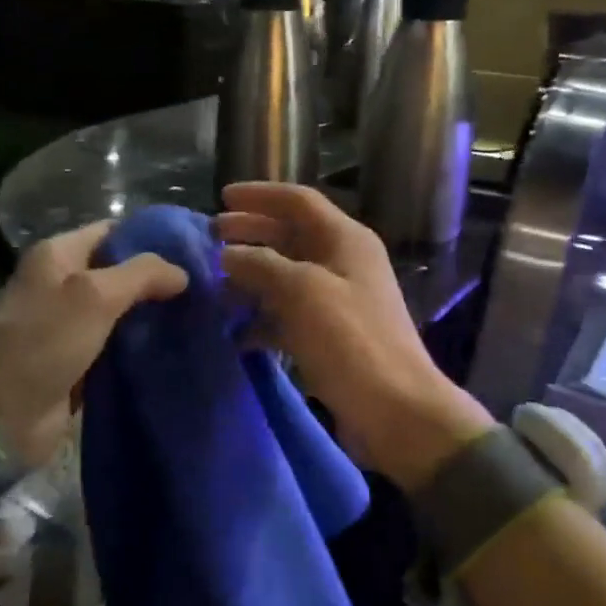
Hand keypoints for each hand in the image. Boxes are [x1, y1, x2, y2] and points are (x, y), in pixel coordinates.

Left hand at [0, 221, 187, 467]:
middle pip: (121, 274)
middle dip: (158, 282)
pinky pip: (119, 348)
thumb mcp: (94, 294)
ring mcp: (72, 326)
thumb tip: (182, 273)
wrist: (0, 412)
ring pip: (123, 313)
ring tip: (198, 318)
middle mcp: (64, 285)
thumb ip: (141, 274)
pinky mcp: (80, 363)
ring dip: (153, 318)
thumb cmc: (44, 340)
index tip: (194, 251)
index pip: (113, 232)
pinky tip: (176, 349)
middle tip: (203, 289)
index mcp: (59, 255)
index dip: (151, 238)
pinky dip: (142, 349)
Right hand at [216, 183, 491, 488]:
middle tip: (209, 240)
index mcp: (345, 240)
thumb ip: (261, 264)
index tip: (220, 197)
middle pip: (290, 236)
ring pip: (286, 277)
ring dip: (251, 279)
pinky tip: (235, 334)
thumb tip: (228, 254)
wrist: (396, 410)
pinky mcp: (330, 337)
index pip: (298, 201)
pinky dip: (262, 320)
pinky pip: (289, 316)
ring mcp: (337, 301)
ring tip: (213, 288)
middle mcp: (343, 263)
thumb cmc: (351, 341)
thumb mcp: (302, 292)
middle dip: (250, 234)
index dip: (259, 196)